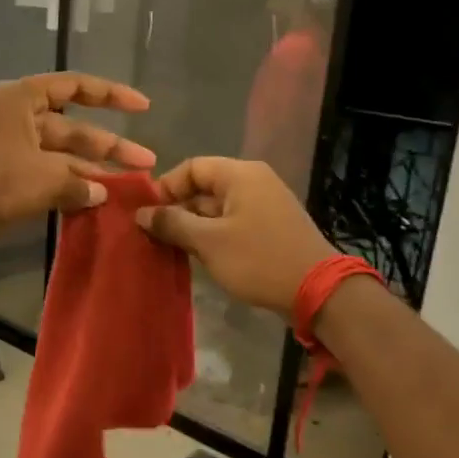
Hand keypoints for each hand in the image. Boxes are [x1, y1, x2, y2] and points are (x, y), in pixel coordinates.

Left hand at [0, 73, 154, 251]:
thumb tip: (101, 192)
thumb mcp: (45, 177)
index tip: (143, 107)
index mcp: (22, 99)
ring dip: (90, 170)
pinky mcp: (4, 177)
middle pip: (72, 126)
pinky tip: (96, 201)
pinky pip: (45, 175)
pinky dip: (68, 186)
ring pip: (60, 155)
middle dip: (108, 146)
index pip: (75, 86)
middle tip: (146, 164)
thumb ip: (79, 181)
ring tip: (127, 187)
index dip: (111, 94)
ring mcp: (9, 148)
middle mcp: (16, 117)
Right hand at [136, 157, 334, 314]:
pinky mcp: (269, 229)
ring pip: (216, 208)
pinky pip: (231, 223)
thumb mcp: (208, 242)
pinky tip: (196, 257)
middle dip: (176, 209)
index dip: (165, 187)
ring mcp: (264, 206)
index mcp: (240, 175)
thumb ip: (172, 223)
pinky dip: (211, 236)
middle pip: (203, 187)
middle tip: (152, 235)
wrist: (317, 290)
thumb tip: (141, 213)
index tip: (146, 214)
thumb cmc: (258, 259)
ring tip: (168, 248)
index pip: (192, 167)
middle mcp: (254, 182)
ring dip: (192, 226)